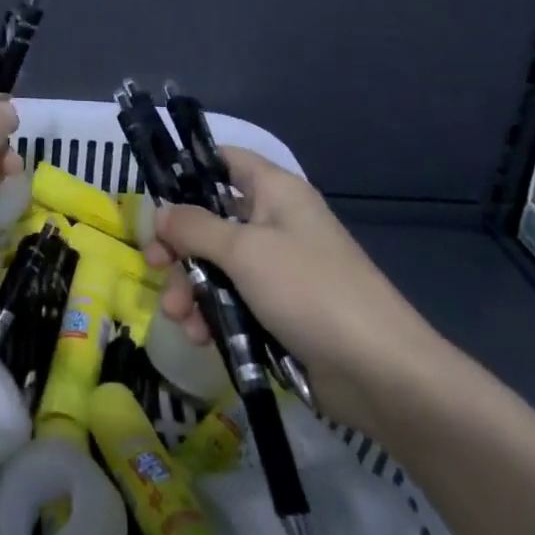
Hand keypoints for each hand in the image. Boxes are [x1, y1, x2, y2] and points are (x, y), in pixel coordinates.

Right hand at [146, 146, 452, 432]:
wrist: (381, 374)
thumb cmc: (310, 291)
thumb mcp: (244, 251)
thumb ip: (195, 227)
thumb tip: (161, 212)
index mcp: (275, 192)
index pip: (225, 160)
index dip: (189, 169)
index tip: (154, 194)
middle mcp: (275, 223)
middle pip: (211, 218)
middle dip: (179, 244)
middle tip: (153, 263)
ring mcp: (278, 269)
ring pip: (217, 264)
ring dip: (190, 287)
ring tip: (178, 316)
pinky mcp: (279, 311)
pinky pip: (233, 300)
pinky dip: (212, 314)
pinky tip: (199, 337)